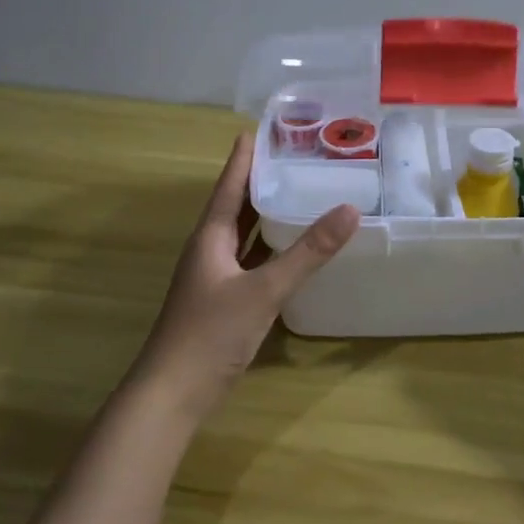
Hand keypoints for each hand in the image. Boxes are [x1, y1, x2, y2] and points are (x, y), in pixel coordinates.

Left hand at [131, 133, 358, 414]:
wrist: (174, 393)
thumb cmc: (211, 333)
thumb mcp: (264, 290)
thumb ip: (307, 253)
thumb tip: (350, 210)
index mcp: (210, 238)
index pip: (229, 187)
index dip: (243, 159)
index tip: (258, 130)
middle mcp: (210, 252)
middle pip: (235, 207)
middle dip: (259, 182)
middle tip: (292, 158)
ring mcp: (216, 279)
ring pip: (244, 236)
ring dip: (266, 216)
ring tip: (297, 193)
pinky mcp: (225, 302)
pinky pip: (252, 263)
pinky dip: (271, 250)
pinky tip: (293, 250)